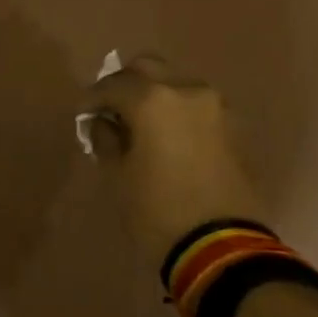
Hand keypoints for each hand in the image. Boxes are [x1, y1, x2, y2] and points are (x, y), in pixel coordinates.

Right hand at [82, 55, 268, 273]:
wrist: (222, 248)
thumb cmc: (157, 211)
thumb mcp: (119, 177)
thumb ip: (107, 140)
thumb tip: (104, 123)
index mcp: (153, 100)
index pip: (113, 84)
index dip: (93, 98)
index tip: (83, 115)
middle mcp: (187, 91)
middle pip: (149, 68)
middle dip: (126, 84)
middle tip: (111, 110)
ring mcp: (216, 107)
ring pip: (177, 84)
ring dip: (156, 96)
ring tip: (141, 126)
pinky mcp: (234, 127)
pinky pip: (197, 107)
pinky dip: (178, 113)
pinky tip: (168, 139)